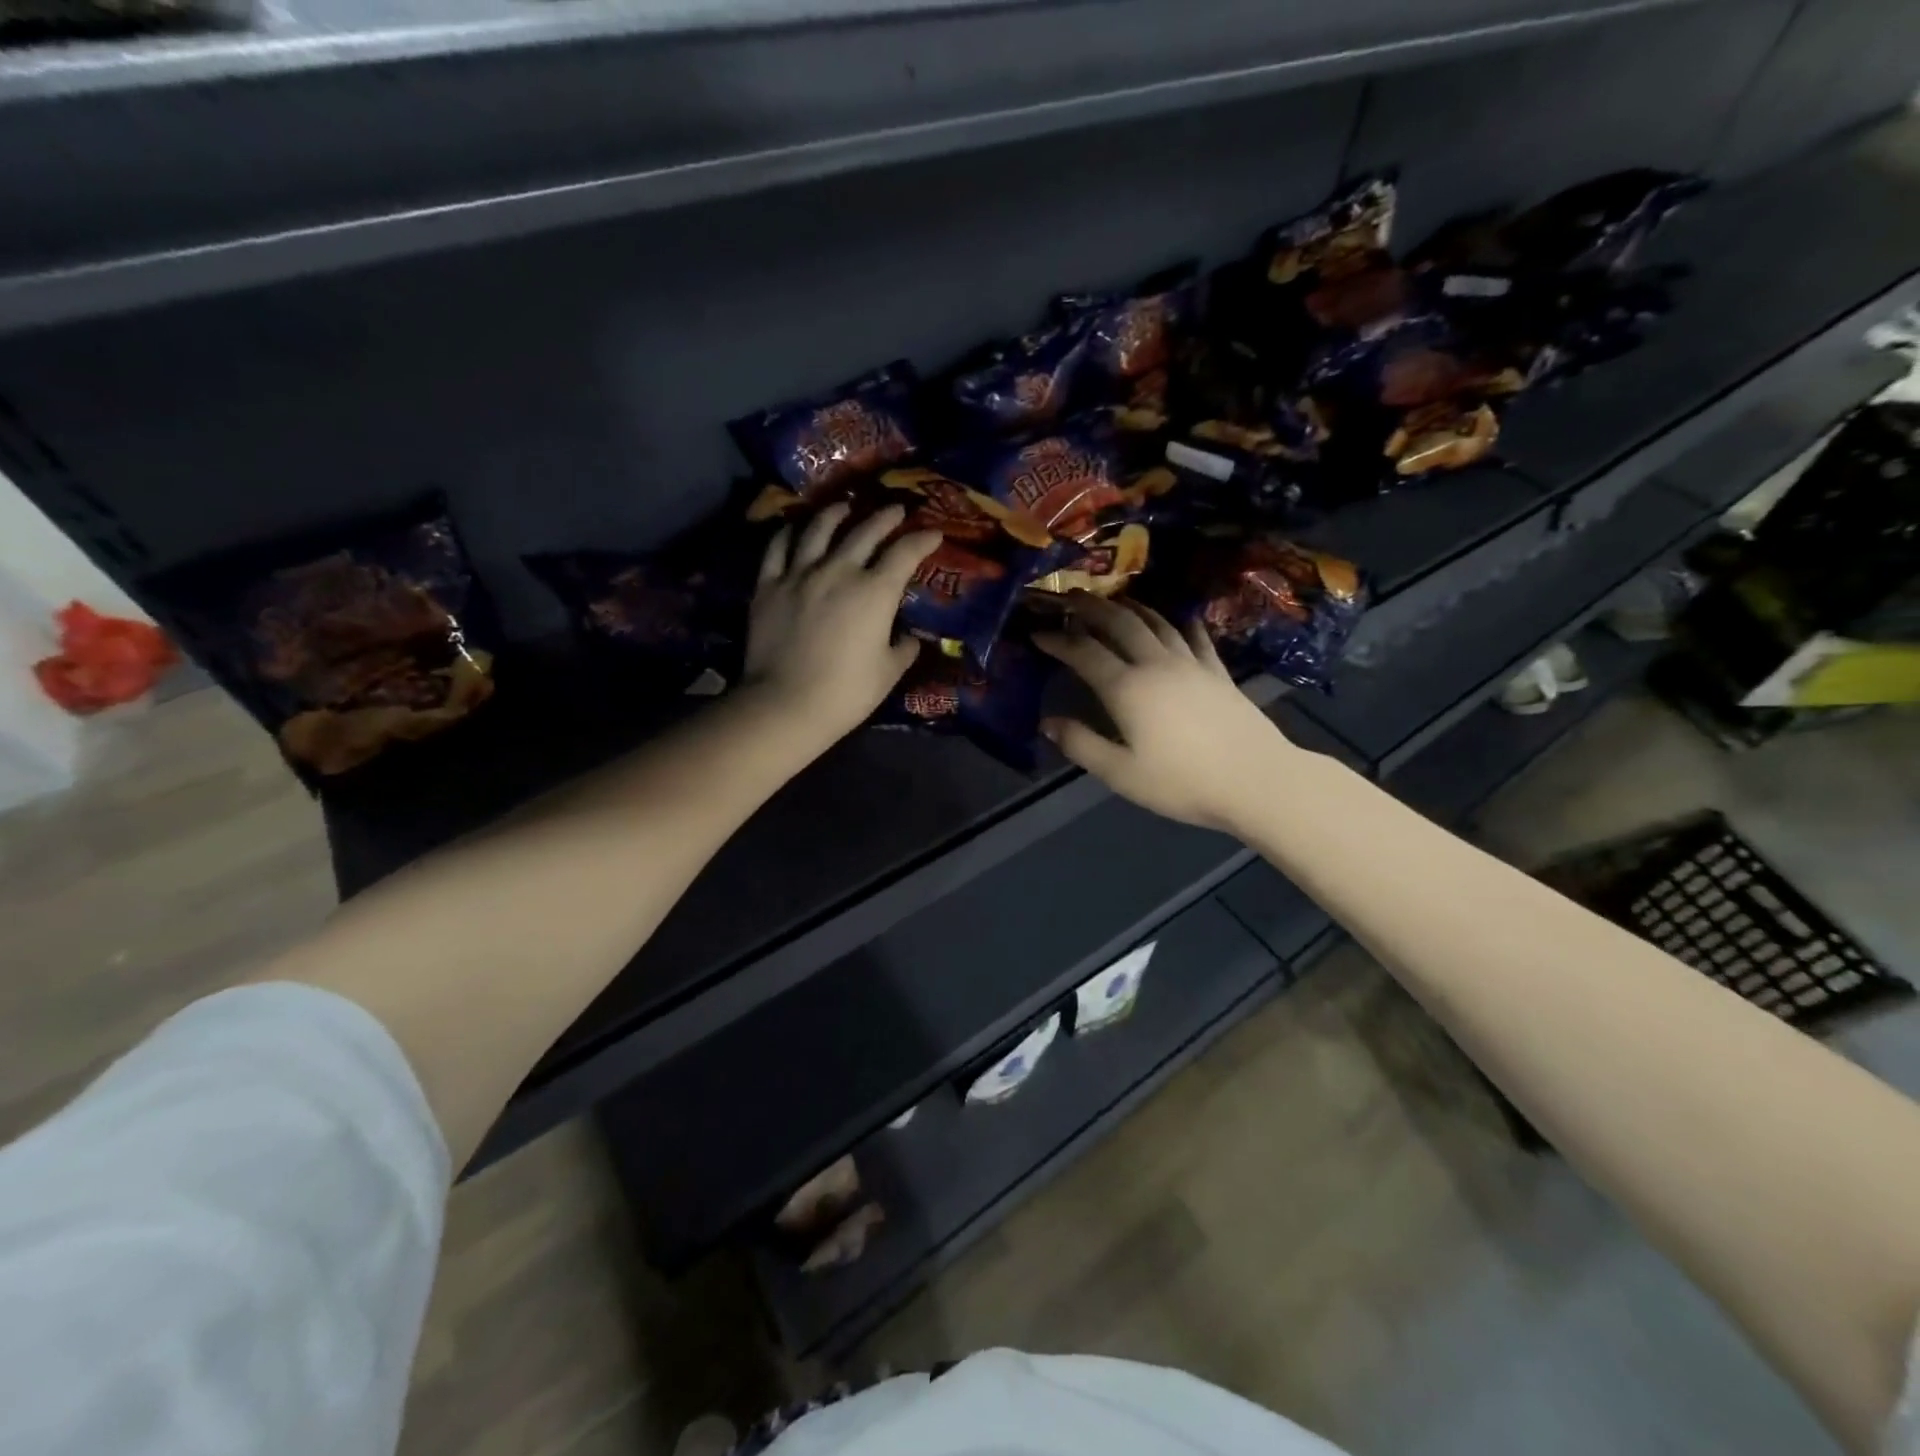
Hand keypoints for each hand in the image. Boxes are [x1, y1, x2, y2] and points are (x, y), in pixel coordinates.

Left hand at [741, 502, 941, 740]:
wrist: (786, 703)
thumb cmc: (847, 692)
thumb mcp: (889, 673)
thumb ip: (904, 649)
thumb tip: (910, 638)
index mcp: (875, 591)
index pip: (905, 553)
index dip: (922, 539)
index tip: (933, 533)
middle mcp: (839, 570)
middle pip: (865, 531)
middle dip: (885, 517)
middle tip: (896, 510)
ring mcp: (800, 574)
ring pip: (819, 529)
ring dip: (836, 513)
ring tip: (844, 507)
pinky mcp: (768, 585)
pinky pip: (778, 547)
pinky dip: (789, 533)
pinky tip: (795, 529)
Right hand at [1032, 592, 1300, 831]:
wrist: (1256, 780)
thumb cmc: (1183, 782)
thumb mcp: (1121, 773)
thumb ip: (1081, 745)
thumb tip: (1047, 723)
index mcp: (1127, 688)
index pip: (1084, 653)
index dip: (1057, 640)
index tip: (1036, 633)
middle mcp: (1156, 664)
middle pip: (1120, 623)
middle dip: (1092, 607)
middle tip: (1071, 596)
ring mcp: (1191, 664)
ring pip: (1156, 622)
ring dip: (1131, 607)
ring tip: (1114, 599)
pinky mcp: (1218, 672)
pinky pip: (1195, 637)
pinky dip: (1181, 622)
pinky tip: (1179, 617)